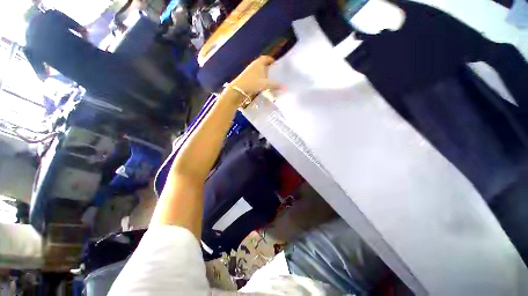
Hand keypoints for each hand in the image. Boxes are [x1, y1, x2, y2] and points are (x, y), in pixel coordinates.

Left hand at [229, 56, 281, 96]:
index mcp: (259, 63)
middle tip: (274, 73)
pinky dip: (259, 78)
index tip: (276, 64)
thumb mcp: (265, 84)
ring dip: (263, 74)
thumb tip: (285, 87)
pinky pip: (255, 76)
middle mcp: (254, 65)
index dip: (271, 60)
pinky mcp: (246, 77)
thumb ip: (275, 85)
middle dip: (268, 68)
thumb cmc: (252, 83)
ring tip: (269, 80)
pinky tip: (261, 85)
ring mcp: (249, 71)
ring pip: (258, 70)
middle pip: (263, 64)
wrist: (238, 89)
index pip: (266, 58)